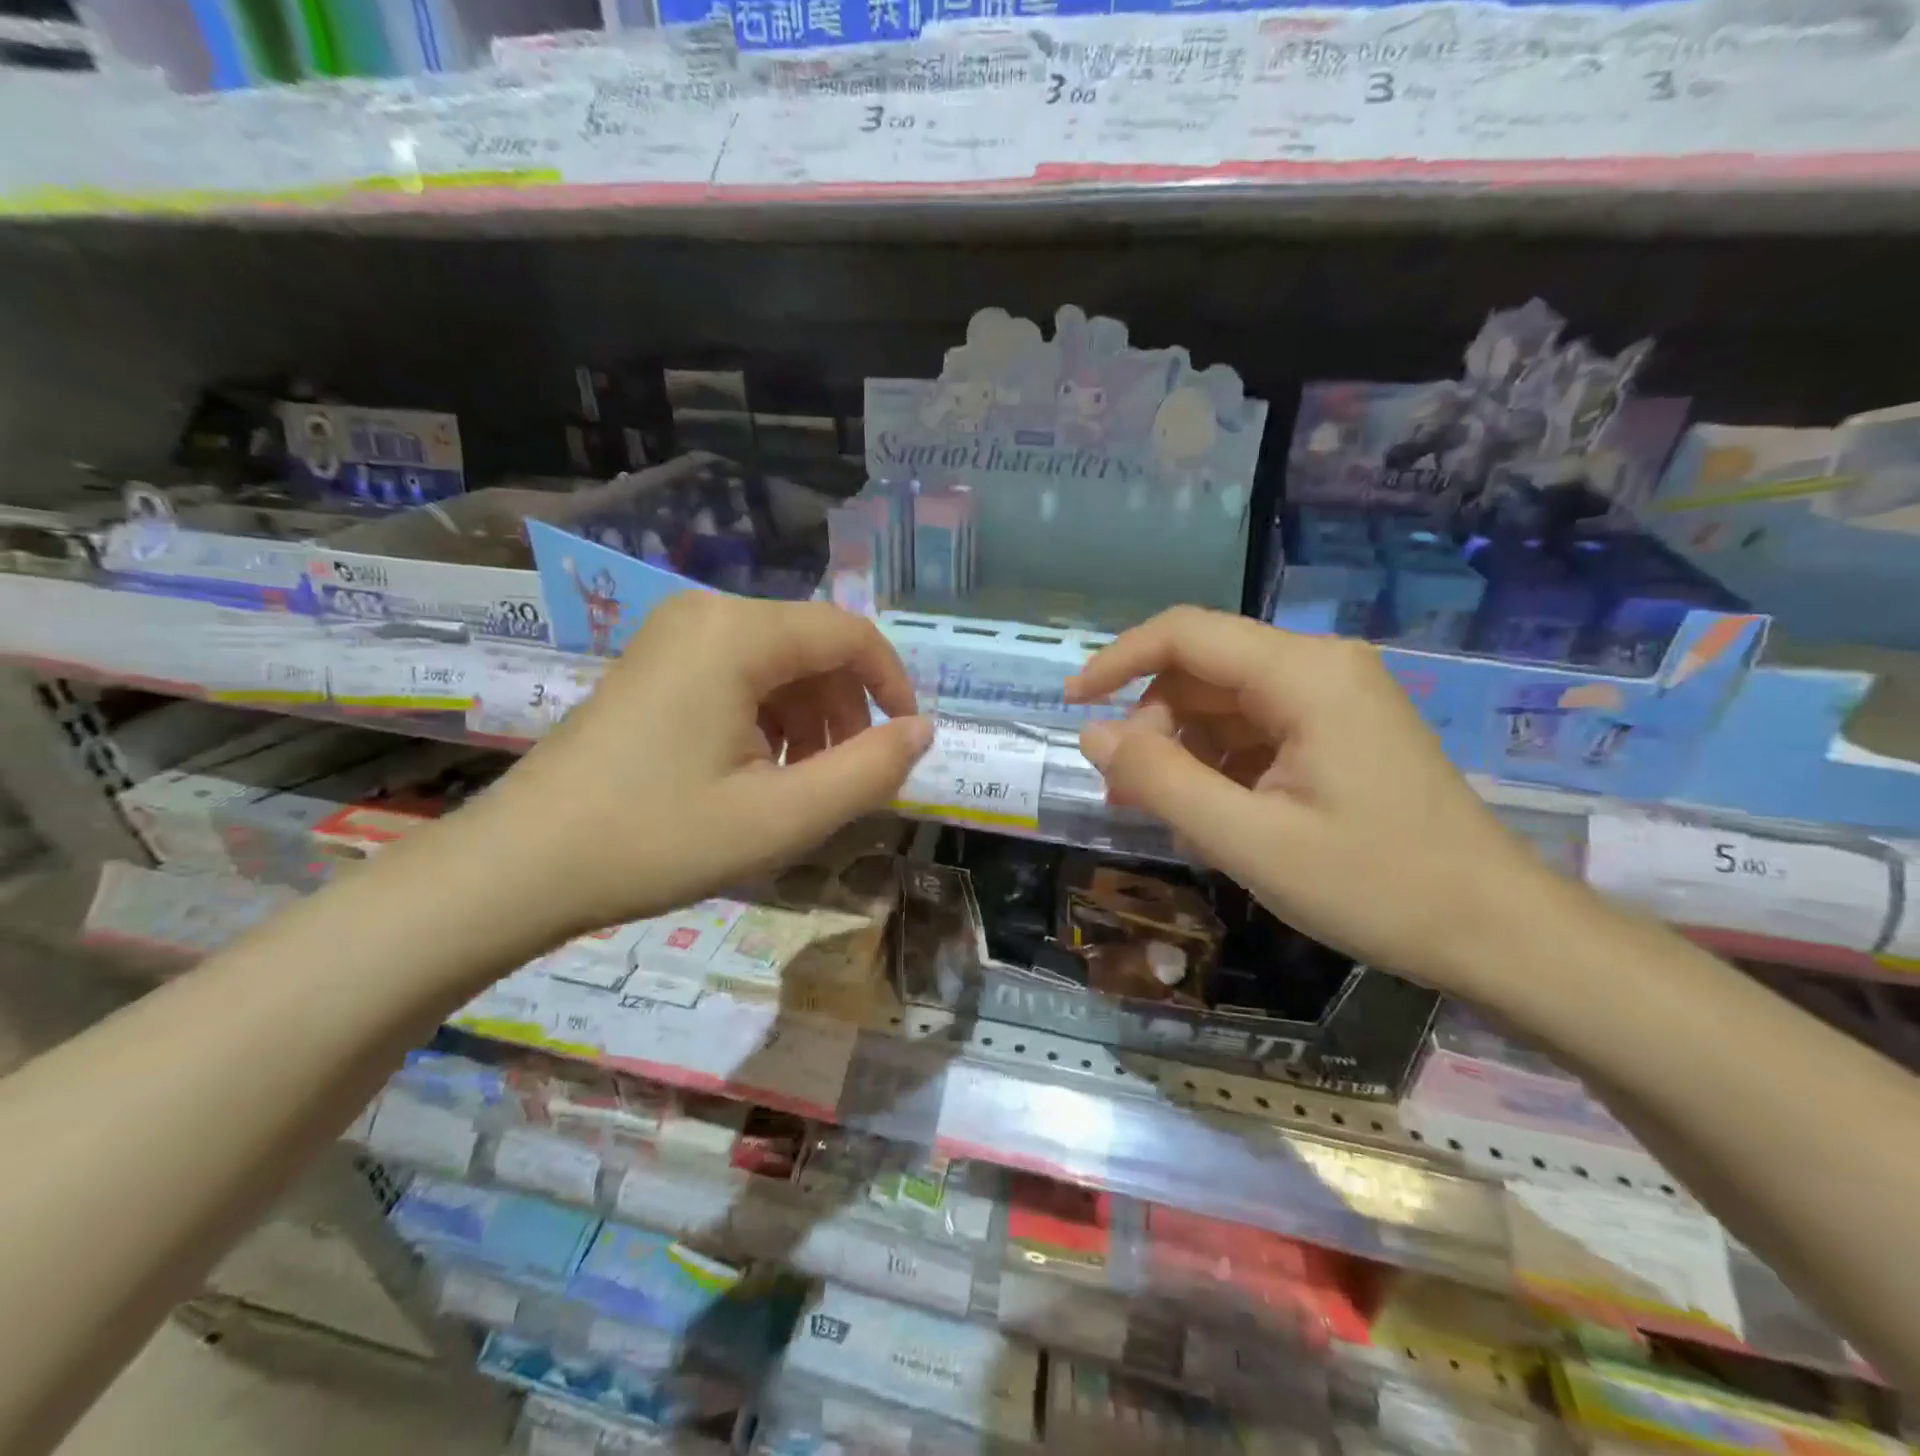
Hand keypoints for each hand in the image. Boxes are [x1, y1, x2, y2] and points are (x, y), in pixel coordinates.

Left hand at [481, 593, 929, 939]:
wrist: (522, 866)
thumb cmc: (657, 839)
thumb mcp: (783, 817)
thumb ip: (869, 771)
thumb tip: (923, 731)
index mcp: (737, 634)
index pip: (849, 634)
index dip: (893, 685)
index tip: (906, 743)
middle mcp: (705, 613)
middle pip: (813, 648)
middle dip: (845, 712)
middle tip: (844, 781)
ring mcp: (673, 636)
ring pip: (779, 665)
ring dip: (809, 721)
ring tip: (800, 787)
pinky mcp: (655, 665)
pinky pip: (739, 676)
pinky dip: (769, 720)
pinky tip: (756, 774)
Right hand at [1065, 607, 1559, 991]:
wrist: (1498, 933)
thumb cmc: (1376, 886)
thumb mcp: (1249, 840)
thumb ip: (1161, 780)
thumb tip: (1092, 735)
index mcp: (1304, 674)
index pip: (1184, 634)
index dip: (1117, 662)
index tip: (1072, 705)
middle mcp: (1320, 667)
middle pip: (1202, 670)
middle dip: (1153, 725)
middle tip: (1127, 793)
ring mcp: (1334, 698)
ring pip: (1224, 703)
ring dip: (1182, 751)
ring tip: (1165, 815)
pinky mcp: (1339, 731)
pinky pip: (1255, 730)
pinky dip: (1218, 765)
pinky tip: (1211, 817)